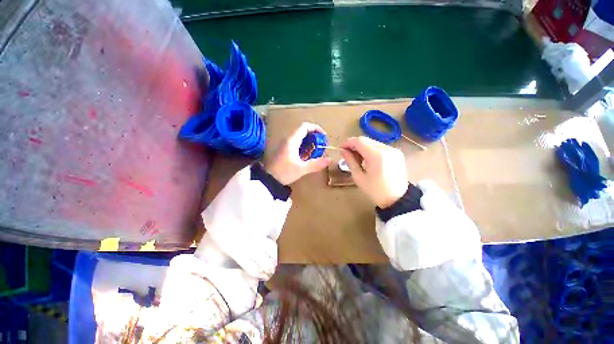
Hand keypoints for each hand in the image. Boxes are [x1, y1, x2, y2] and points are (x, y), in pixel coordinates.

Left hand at [265, 123, 330, 184]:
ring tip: (315, 151)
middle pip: (302, 131)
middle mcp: (287, 139)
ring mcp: (284, 144)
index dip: (316, 128)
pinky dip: (303, 146)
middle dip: (314, 136)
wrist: (268, 179)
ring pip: (299, 138)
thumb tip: (329, 159)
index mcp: (292, 141)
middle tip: (320, 146)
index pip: (305, 126)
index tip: (323, 137)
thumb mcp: (301, 169)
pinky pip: (295, 143)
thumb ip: (316, 164)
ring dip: (308, 142)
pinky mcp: (283, 150)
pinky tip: (306, 156)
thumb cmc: (284, 172)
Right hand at [341, 136, 407, 207]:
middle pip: (366, 140)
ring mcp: (393, 150)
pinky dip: (371, 150)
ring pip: (373, 142)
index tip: (341, 149)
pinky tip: (369, 160)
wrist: (397, 199)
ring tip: (358, 159)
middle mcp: (387, 149)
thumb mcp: (359, 177)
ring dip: (363, 148)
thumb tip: (343, 151)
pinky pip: (380, 147)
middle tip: (348, 155)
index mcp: (377, 156)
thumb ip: (350, 161)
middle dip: (355, 145)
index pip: (359, 141)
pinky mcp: (397, 153)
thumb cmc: (375, 191)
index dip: (348, 143)